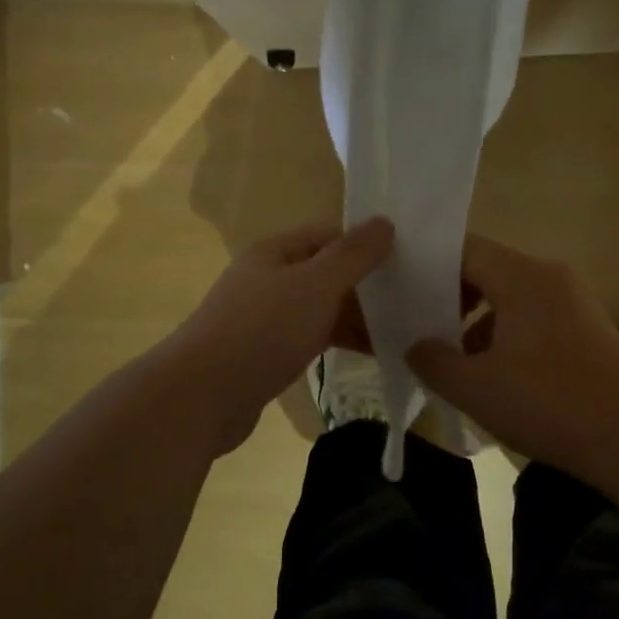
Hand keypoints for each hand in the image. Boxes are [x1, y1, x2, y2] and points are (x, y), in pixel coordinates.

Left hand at [167, 218, 393, 453]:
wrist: (202, 396)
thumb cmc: (261, 331)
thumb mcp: (315, 285)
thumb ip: (352, 255)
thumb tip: (385, 222)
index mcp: (275, 252)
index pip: (330, 235)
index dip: (367, 243)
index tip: (409, 261)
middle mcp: (269, 279)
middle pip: (327, 273)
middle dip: (367, 285)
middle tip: (416, 299)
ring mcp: (266, 318)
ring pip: (322, 309)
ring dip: (357, 317)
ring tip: (405, 329)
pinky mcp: (267, 354)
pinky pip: (312, 338)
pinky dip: (340, 342)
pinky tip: (372, 354)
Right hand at [407, 234, 618, 478]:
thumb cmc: (548, 402)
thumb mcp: (475, 387)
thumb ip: (433, 361)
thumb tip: (415, 347)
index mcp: (522, 276)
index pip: (463, 250)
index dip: (426, 266)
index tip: (398, 291)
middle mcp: (550, 277)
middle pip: (487, 271)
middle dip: (449, 299)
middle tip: (416, 329)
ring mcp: (574, 303)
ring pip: (510, 299)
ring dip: (477, 324)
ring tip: (451, 361)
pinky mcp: (588, 332)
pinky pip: (534, 320)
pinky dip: (506, 338)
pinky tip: (493, 378)